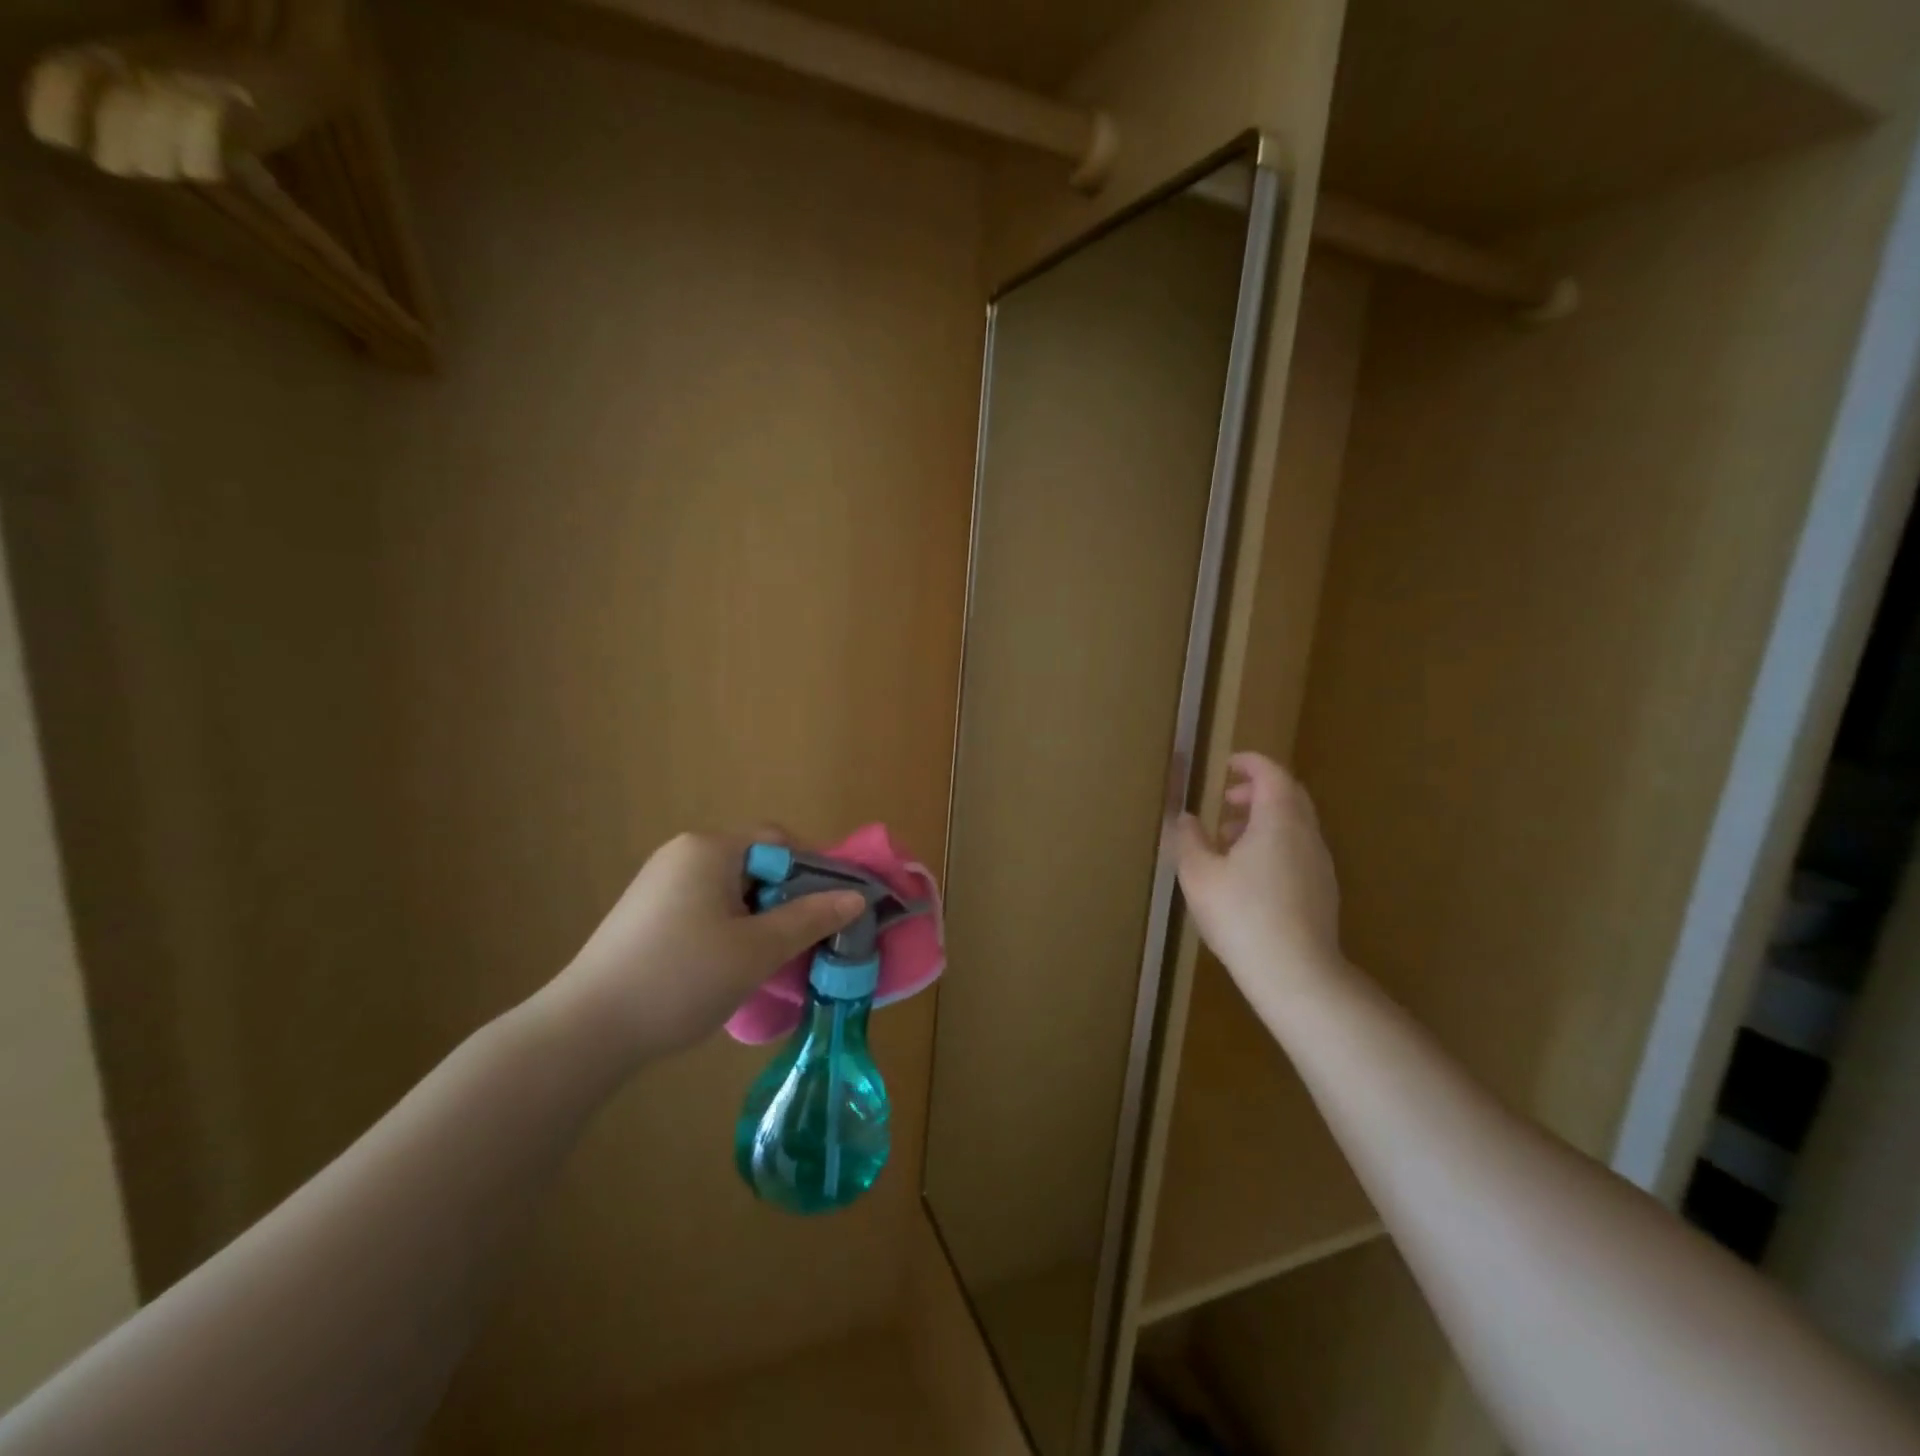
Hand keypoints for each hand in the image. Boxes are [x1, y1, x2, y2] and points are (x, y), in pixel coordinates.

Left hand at [542, 830, 864, 1064]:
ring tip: (778, 958)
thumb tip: (855, 897)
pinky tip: (735, 967)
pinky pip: (706, 909)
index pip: (780, 841)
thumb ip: (810, 918)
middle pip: (756, 864)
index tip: (838, 907)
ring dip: (763, 918)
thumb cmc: (681, 978)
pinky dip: (732, 929)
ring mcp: (659, 885)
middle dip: (790, 898)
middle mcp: (683, 855)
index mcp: (709, 849)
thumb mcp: (758, 950)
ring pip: (733, 891)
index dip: (816, 869)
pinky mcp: (646, 915)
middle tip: (812, 939)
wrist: (585, 1031)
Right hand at [1173, 753, 1346, 1007]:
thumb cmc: (1241, 915)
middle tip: (1226, 801)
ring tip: (1229, 840)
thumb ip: (1189, 839)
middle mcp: (1306, 834)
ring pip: (1295, 824)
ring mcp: (1320, 863)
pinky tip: (1249, 874)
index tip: (1227, 765)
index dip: (1250, 763)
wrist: (1296, 973)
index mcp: (1278, 820)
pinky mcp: (1323, 890)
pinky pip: (1299, 849)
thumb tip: (1187, 818)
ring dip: (1264, 820)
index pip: (1271, 774)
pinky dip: (1275, 843)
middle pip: (1288, 796)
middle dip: (1257, 791)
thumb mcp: (1198, 874)